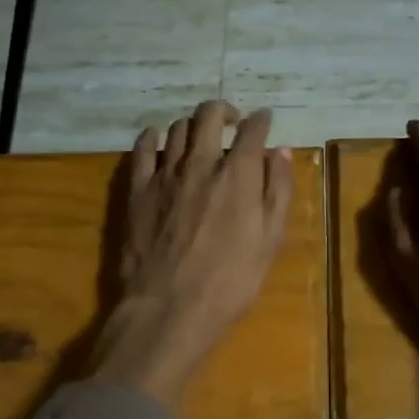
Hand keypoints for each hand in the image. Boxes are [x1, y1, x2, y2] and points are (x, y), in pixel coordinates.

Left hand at [88, 100, 294, 408]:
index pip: (252, 130)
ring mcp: (165, 174)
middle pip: (209, 115)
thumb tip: (280, 152)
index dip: (261, 121)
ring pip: (177, 129)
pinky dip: (152, 137)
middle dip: (224, 111)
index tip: (264, 121)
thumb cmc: (230, 281)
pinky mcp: (137, 190)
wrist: (170, 307)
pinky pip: (142, 149)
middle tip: (231, 122)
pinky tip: (156, 140)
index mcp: (238, 174)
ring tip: (199, 138)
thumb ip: (277, 191)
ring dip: (192, 126)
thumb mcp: (269, 241)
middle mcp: (201, 163)